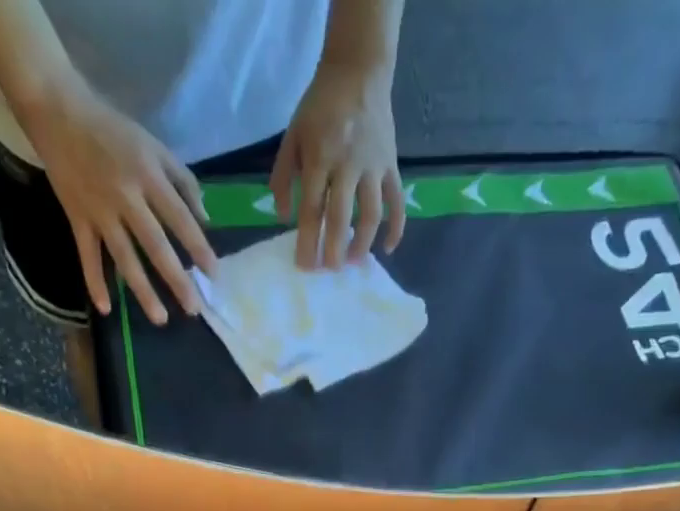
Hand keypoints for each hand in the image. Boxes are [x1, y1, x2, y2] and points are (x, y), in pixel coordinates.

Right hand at [20, 80, 218, 323]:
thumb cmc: (113, 131)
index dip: (198, 247)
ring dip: (142, 290)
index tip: (214, 275)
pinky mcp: (77, 218)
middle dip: (176, 279)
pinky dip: (94, 281)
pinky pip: (87, 254)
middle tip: (193, 309)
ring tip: (160, 319)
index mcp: (148, 176)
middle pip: (155, 245)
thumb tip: (205, 219)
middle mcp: (126, 197)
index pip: (179, 218)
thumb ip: (183, 181)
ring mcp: (100, 211)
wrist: (57, 111)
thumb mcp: (153, 146)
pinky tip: (105, 308)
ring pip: (124, 257)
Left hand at [271, 59, 403, 269]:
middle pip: (340, 217)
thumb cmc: (320, 107)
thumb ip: (283, 176)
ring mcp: (373, 166)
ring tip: (353, 262)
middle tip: (329, 271)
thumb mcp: (293, 135)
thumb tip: (283, 218)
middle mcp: (347, 164)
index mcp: (319, 156)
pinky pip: (396, 202)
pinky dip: (396, 227)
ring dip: (362, 244)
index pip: (311, 208)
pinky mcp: (391, 166)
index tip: (305, 266)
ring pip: (370, 214)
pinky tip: (388, 248)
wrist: (358, 71)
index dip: (307, 241)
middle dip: (333, 250)